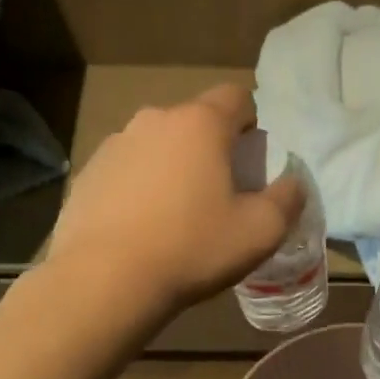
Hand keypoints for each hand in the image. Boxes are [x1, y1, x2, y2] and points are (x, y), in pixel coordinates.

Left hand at [46, 84, 304, 313]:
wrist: (103, 282)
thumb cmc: (191, 248)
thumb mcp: (260, 231)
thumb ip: (287, 198)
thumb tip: (292, 183)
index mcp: (200, 123)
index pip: (237, 96)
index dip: (251, 123)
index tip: (252, 161)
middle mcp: (155, 119)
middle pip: (195, 121)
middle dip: (212, 147)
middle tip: (219, 192)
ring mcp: (115, 144)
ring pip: (158, 144)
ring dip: (172, 165)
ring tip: (175, 214)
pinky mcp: (87, 172)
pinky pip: (126, 168)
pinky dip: (139, 186)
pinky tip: (140, 226)